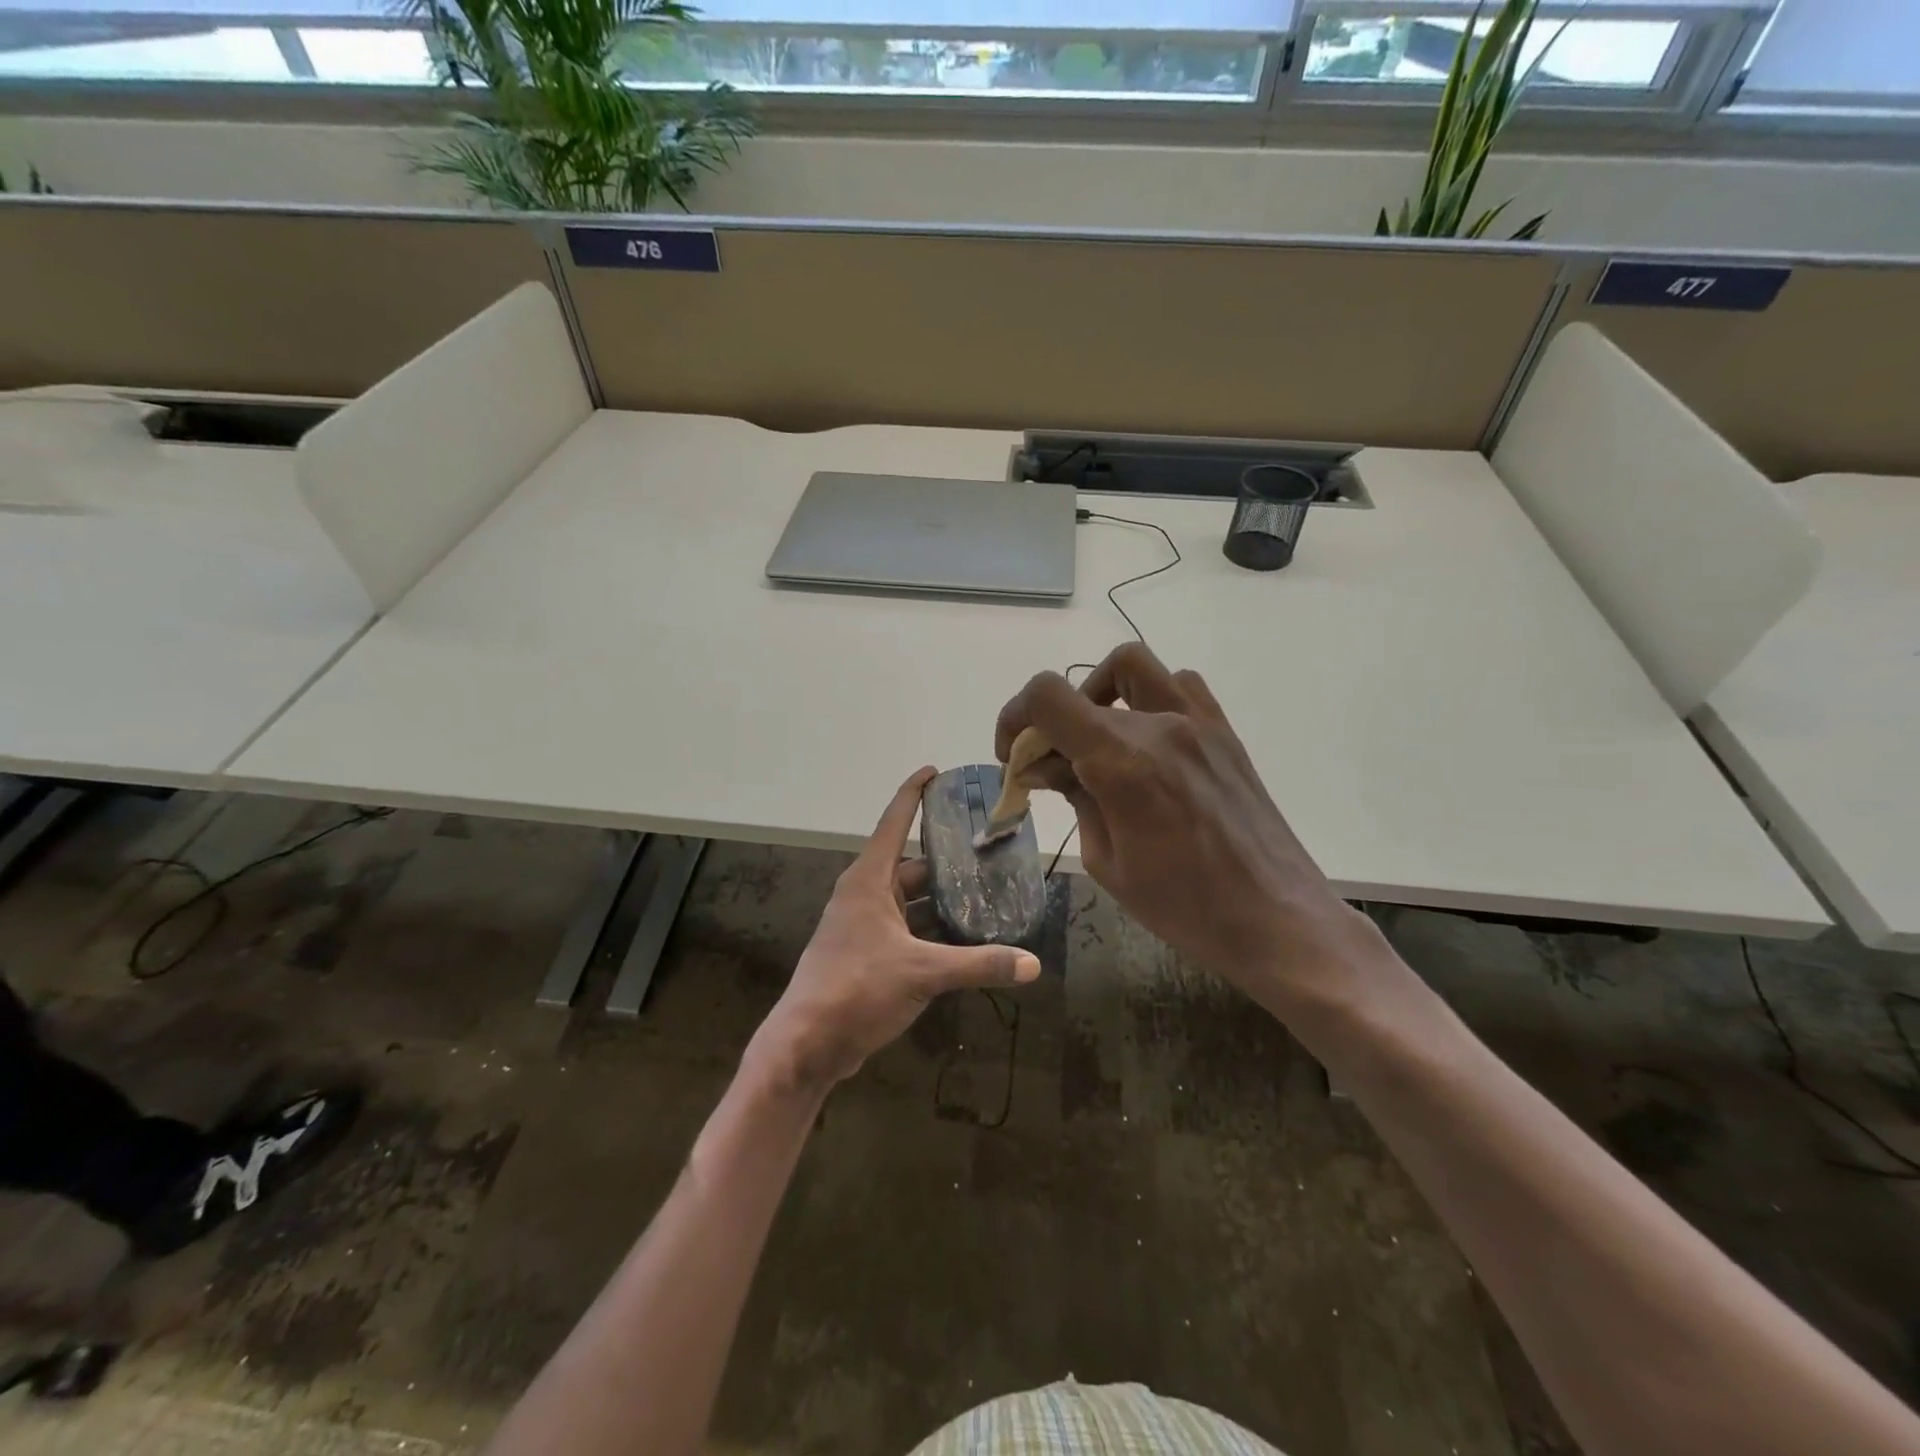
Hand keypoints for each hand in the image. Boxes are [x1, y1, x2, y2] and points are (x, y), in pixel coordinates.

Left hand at [752, 767, 1040, 1090]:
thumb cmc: (857, 989)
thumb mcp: (923, 972)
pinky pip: (908, 930)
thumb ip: (979, 965)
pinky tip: (967, 939)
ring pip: (912, 901)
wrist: (806, 1045)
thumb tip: (1033, 964)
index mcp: (869, 880)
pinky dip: (934, 931)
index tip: (936, 771)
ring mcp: (865, 926)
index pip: (895, 821)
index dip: (914, 792)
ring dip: (944, 901)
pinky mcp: (869, 954)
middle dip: (948, 859)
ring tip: (988, 895)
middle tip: (990, 851)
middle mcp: (866, 895)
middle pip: (912, 864)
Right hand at [995, 643, 1374, 1002]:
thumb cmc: (1183, 905)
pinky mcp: (1224, 733)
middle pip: (1081, 689)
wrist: (1276, 917)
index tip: (1013, 754)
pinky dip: (1148, 697)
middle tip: (1051, 765)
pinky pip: (1179, 685)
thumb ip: (1074, 798)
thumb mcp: (1107, 860)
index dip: (1015, 716)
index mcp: (1122, 761)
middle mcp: (1159, 725)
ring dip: (1100, 693)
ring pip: (1132, 666)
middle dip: (1051, 723)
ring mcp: (1198, 722)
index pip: (1047, 697)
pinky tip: (1147, 742)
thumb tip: (1044, 766)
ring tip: (1098, 740)